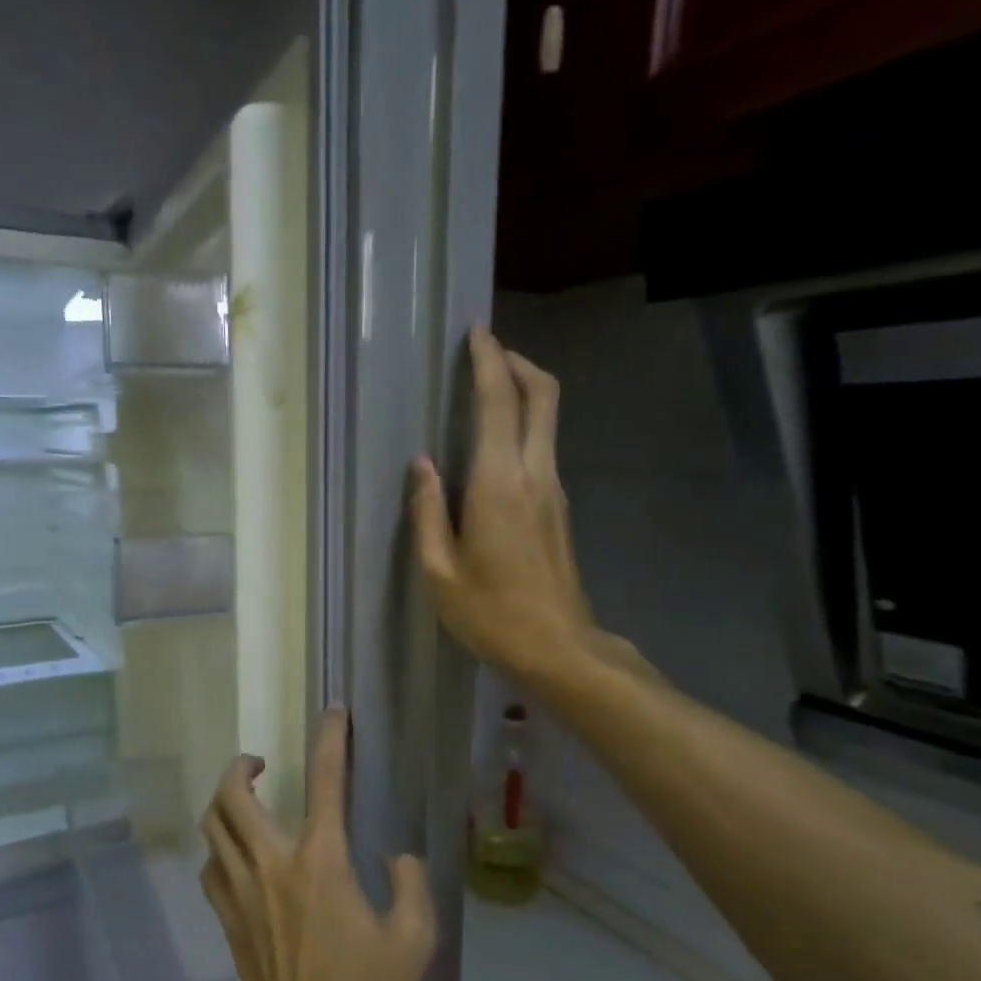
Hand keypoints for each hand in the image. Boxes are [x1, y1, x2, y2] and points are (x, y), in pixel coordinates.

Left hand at [199, 708, 437, 980]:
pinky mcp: (227, 920)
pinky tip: (236, 855)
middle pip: (233, 797)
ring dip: (224, 802)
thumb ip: (412, 887)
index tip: (333, 713)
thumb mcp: (413, 942)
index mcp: (321, 861)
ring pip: (213, 828)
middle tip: (260, 762)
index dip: (331, 740)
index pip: (326, 782)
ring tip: (245, 799)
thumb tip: (397, 857)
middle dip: (241, 766)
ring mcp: (242, 892)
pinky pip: (211, 868)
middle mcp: (272, 864)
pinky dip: (219, 848)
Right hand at [410, 325, 654, 683]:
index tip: (476, 332)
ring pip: (548, 419)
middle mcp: (536, 474)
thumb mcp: (440, 571)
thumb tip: (422, 464)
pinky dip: (523, 425)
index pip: (500, 402)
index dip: (489, 360)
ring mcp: (554, 490)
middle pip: (542, 395)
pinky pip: (543, 447)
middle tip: (486, 350)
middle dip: (516, 362)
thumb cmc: (491, 614)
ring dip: (522, 392)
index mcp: (500, 483)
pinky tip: (494, 446)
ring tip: (485, 390)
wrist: (559, 648)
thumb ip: (427, 511)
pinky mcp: (559, 508)